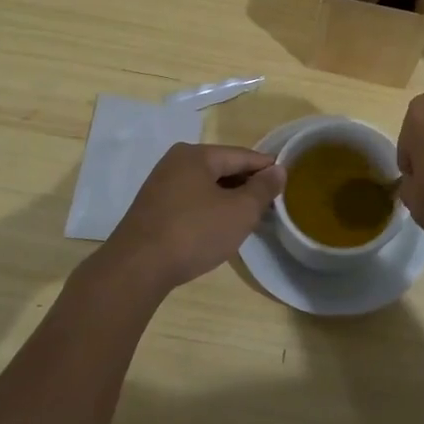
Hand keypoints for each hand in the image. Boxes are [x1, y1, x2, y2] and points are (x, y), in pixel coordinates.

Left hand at [103, 143, 285, 291]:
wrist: (137, 268)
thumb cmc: (194, 232)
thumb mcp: (239, 212)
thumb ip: (262, 189)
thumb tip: (278, 170)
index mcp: (196, 155)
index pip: (242, 155)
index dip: (266, 168)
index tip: (287, 182)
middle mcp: (176, 162)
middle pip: (222, 168)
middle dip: (247, 185)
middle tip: (270, 204)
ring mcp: (160, 185)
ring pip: (206, 186)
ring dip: (228, 199)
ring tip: (249, 217)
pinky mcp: (153, 208)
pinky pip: (191, 200)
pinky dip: (209, 209)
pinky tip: (219, 227)